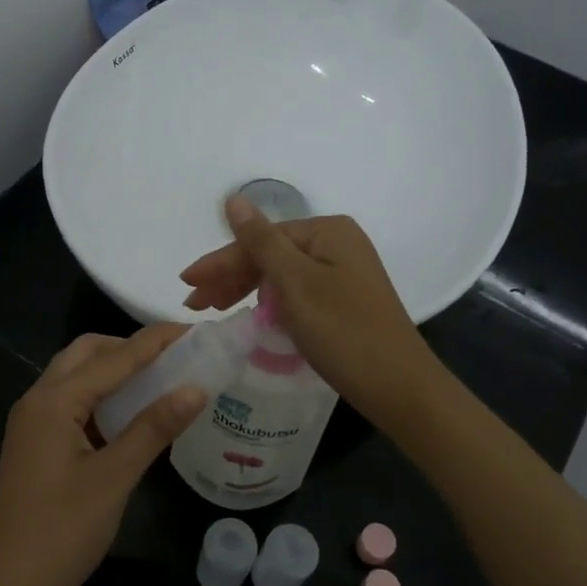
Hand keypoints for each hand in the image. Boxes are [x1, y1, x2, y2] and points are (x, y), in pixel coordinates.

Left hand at [0, 325, 203, 585]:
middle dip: (130, 348)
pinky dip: (102, 397)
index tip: (196, 331)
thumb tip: (196, 388)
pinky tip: (130, 416)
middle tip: (175, 358)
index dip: (157, 341)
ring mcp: (32, 423)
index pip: (115, 356)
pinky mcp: (35, 445)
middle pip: (87, 353)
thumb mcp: (113, 478)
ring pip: (77, 377)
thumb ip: (154, 428)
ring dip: (115, 370)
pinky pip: (72, 403)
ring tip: (160, 380)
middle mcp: (38, 400)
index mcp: (54, 400)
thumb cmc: (59, 534)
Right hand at [180, 197, 437, 426]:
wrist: (399, 387)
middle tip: (193, 303)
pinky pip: (295, 293)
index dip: (221, 262)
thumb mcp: (296, 284)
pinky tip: (250, 314)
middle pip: (270, 255)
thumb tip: (233, 198)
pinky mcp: (344, 300)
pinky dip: (270, 303)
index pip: (260, 240)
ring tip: (211, 309)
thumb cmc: (344, 332)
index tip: (186, 284)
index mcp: (327, 231)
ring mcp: (343, 273)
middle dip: (230, 277)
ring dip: (245, 290)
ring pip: (280, 275)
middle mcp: (337, 244)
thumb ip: (261, 242)